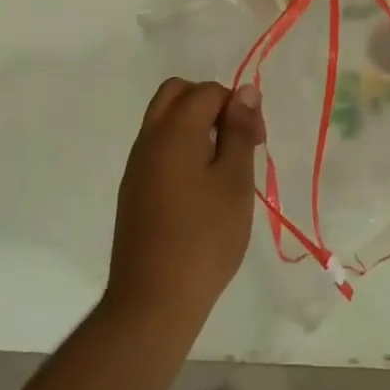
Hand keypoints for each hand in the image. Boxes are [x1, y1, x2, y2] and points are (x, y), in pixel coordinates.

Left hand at [105, 78, 262, 332]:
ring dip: (195, 126)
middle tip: (236, 139)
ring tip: (224, 166)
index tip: (257, 141)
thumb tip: (244, 90)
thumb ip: (239, 130)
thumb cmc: (205, 237)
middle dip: (210, 104)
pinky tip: (201, 187)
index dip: (238, 105)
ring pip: (164, 120)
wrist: (154, 299)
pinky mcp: (133, 190)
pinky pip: (157, 148)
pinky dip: (181, 148)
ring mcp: (136, 165)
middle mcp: (148, 138)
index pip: (207, 91)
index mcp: (174, 130)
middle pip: (176, 94)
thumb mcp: (235, 180)